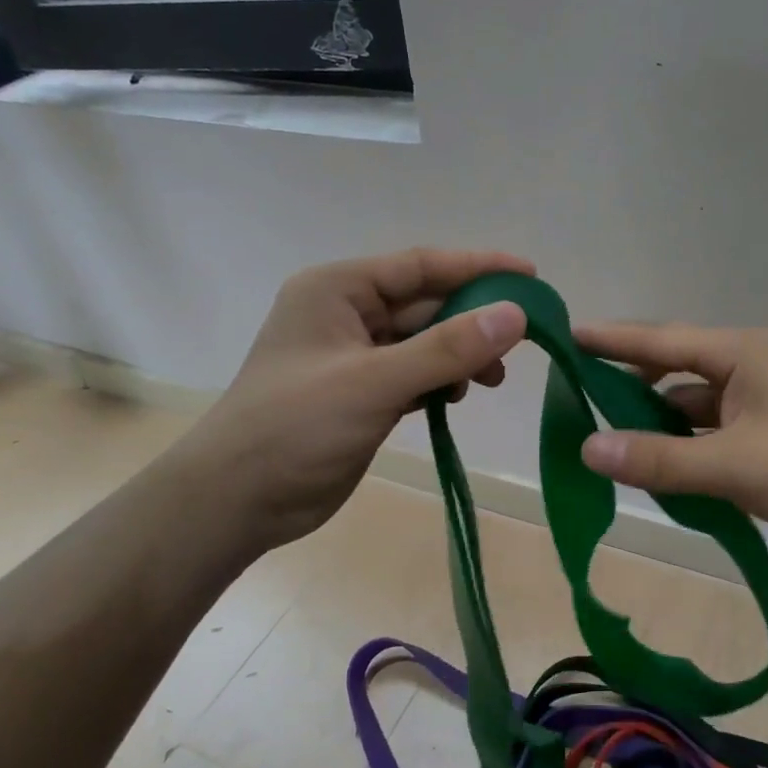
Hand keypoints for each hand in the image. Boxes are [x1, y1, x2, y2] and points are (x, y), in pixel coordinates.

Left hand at [177, 249, 529, 554]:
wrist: (237, 500)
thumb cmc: (295, 427)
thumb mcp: (374, 382)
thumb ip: (445, 349)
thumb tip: (515, 315)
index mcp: (337, 290)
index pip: (419, 266)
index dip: (477, 268)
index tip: (530, 276)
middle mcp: (345, 314)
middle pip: (425, 304)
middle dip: (473, 320)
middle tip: (525, 339)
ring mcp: (353, 357)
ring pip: (423, 343)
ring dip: (460, 355)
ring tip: (493, 378)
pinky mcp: (362, 395)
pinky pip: (413, 374)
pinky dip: (440, 382)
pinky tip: (458, 396)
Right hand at [572, 323, 767, 562]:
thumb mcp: (736, 465)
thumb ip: (660, 459)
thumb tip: (587, 449)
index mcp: (740, 355)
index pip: (660, 339)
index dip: (610, 339)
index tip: (565, 336)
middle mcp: (745, 370)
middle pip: (671, 372)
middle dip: (626, 386)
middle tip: (575, 402)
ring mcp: (758, 406)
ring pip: (688, 409)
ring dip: (654, 427)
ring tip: (606, 446)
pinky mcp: (767, 439)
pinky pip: (708, 437)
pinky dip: (682, 451)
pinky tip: (656, 473)